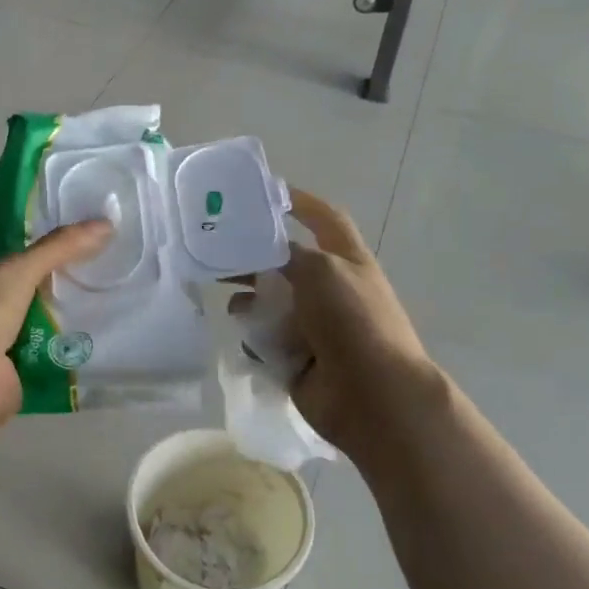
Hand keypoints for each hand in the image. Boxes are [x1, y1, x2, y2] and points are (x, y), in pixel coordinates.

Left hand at [0, 219, 114, 426]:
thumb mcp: (22, 268)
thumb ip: (59, 247)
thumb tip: (105, 224)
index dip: (21, 266)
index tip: (54, 265)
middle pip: (5, 302)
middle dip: (34, 300)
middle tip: (74, 293)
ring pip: (14, 332)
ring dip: (41, 330)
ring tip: (81, 320)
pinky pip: (23, 362)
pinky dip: (44, 358)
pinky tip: (71, 351)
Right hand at [236, 189, 440, 459]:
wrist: (371, 395)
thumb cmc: (352, 321)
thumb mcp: (320, 271)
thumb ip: (286, 255)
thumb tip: (260, 251)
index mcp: (346, 260)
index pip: (324, 219)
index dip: (299, 202)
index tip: (264, 193)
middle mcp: (331, 289)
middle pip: (286, 263)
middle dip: (254, 257)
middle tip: (216, 251)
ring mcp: (315, 326)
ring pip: (272, 303)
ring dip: (250, 300)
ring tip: (225, 299)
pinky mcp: (298, 357)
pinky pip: (267, 340)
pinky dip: (255, 338)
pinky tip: (244, 338)